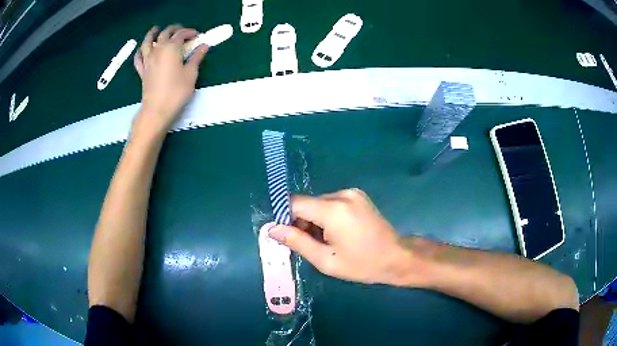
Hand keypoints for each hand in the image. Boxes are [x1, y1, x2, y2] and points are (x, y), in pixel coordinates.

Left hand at [133, 25, 207, 133]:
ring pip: (147, 42)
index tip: (197, 35)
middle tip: (181, 30)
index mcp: (171, 48)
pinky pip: (138, 58)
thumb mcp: (191, 73)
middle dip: (174, 29)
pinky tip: (142, 50)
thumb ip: (197, 57)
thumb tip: (204, 46)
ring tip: (155, 29)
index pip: (181, 34)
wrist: (157, 109)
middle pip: (165, 33)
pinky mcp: (142, 71)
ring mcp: (148, 60)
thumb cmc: (177, 91)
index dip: (190, 32)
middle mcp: (158, 50)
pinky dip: (140, 52)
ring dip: (152, 34)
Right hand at [269, 188, 414, 284]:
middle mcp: (342, 194)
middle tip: (308, 244)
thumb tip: (271, 229)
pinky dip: (326, 216)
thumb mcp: (325, 260)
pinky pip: (331, 203)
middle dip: (301, 222)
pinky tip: (336, 232)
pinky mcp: (357, 195)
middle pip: (307, 203)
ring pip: (318, 203)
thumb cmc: (361, 264)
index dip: (285, 218)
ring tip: (325, 241)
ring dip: (314, 220)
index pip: (295, 203)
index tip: (285, 236)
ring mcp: (352, 193)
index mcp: (333, 210)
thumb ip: (297, 242)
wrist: (396, 257)